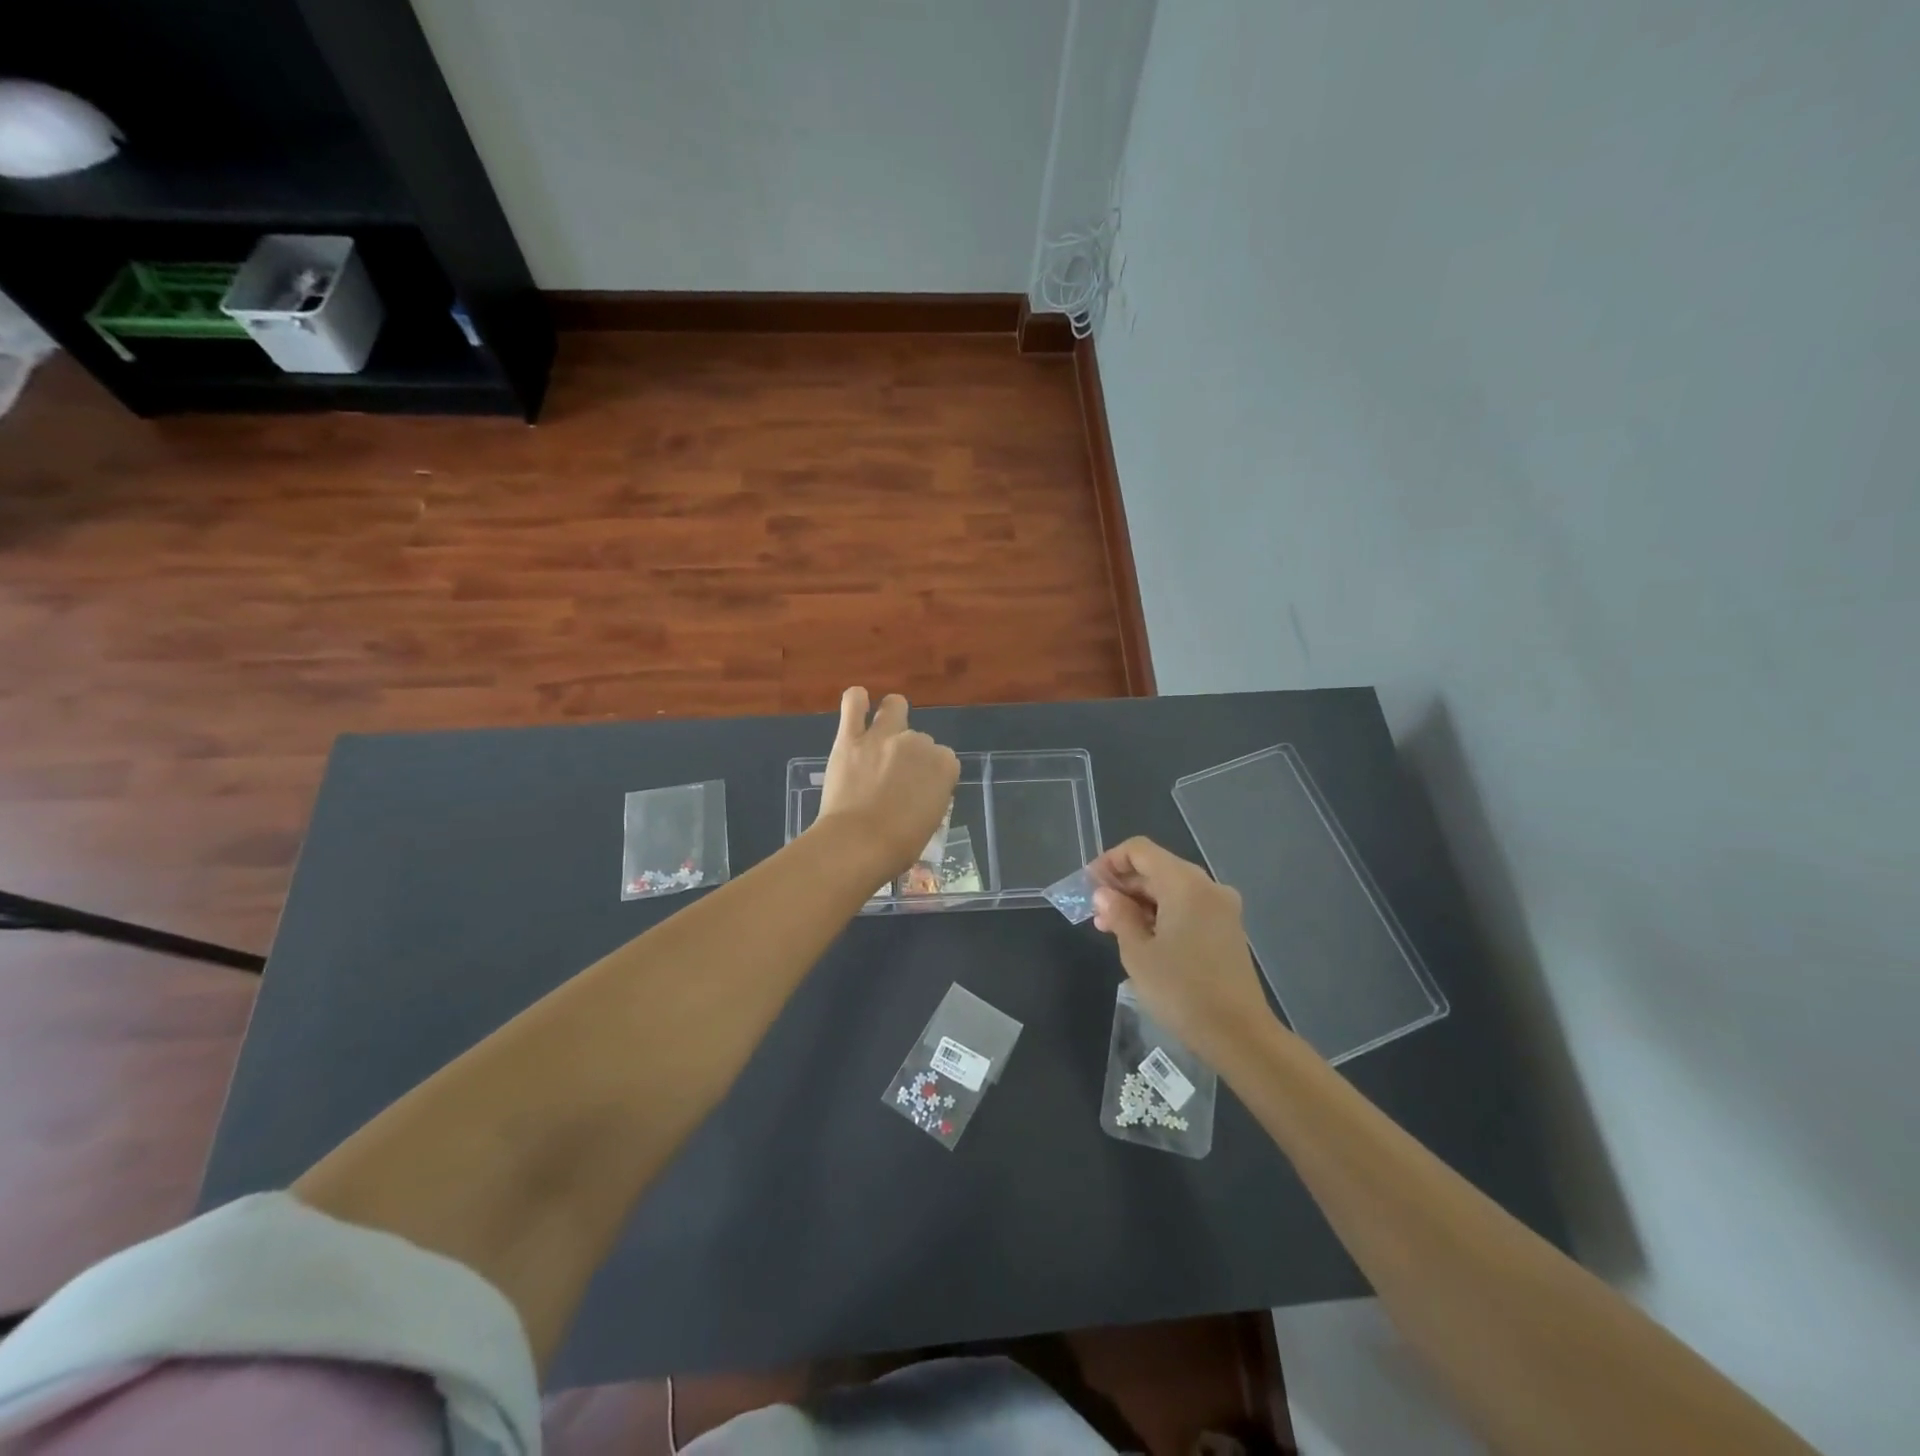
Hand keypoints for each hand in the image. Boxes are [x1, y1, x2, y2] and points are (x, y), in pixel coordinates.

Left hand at [815, 687, 960, 876]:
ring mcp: (883, 736)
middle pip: (919, 739)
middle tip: (895, 777)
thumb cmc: (900, 845)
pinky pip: (853, 704)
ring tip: (883, 730)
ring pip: (894, 706)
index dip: (932, 773)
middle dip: (910, 754)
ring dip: (892, 715)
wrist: (858, 844)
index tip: (921, 789)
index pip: (944, 760)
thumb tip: (918, 791)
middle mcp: (917, 743)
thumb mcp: (931, 821)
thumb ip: (930, 795)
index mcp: (944, 765)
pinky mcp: (850, 738)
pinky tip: (858, 704)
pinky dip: (857, 701)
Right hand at [1090, 837, 1273, 1058]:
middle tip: (1096, 913)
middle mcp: (1207, 886)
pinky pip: (1188, 907)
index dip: (1110, 861)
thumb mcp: (1138, 953)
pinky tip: (1142, 938)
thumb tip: (1105, 894)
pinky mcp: (1227, 929)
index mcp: (1185, 883)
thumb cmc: (1181, 990)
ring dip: (1140, 902)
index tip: (1089, 885)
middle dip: (1123, 885)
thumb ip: (1119, 915)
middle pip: (1157, 868)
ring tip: (1112, 929)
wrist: (1239, 1035)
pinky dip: (1162, 914)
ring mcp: (1222, 908)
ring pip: (1172, 889)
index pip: (1140, 850)